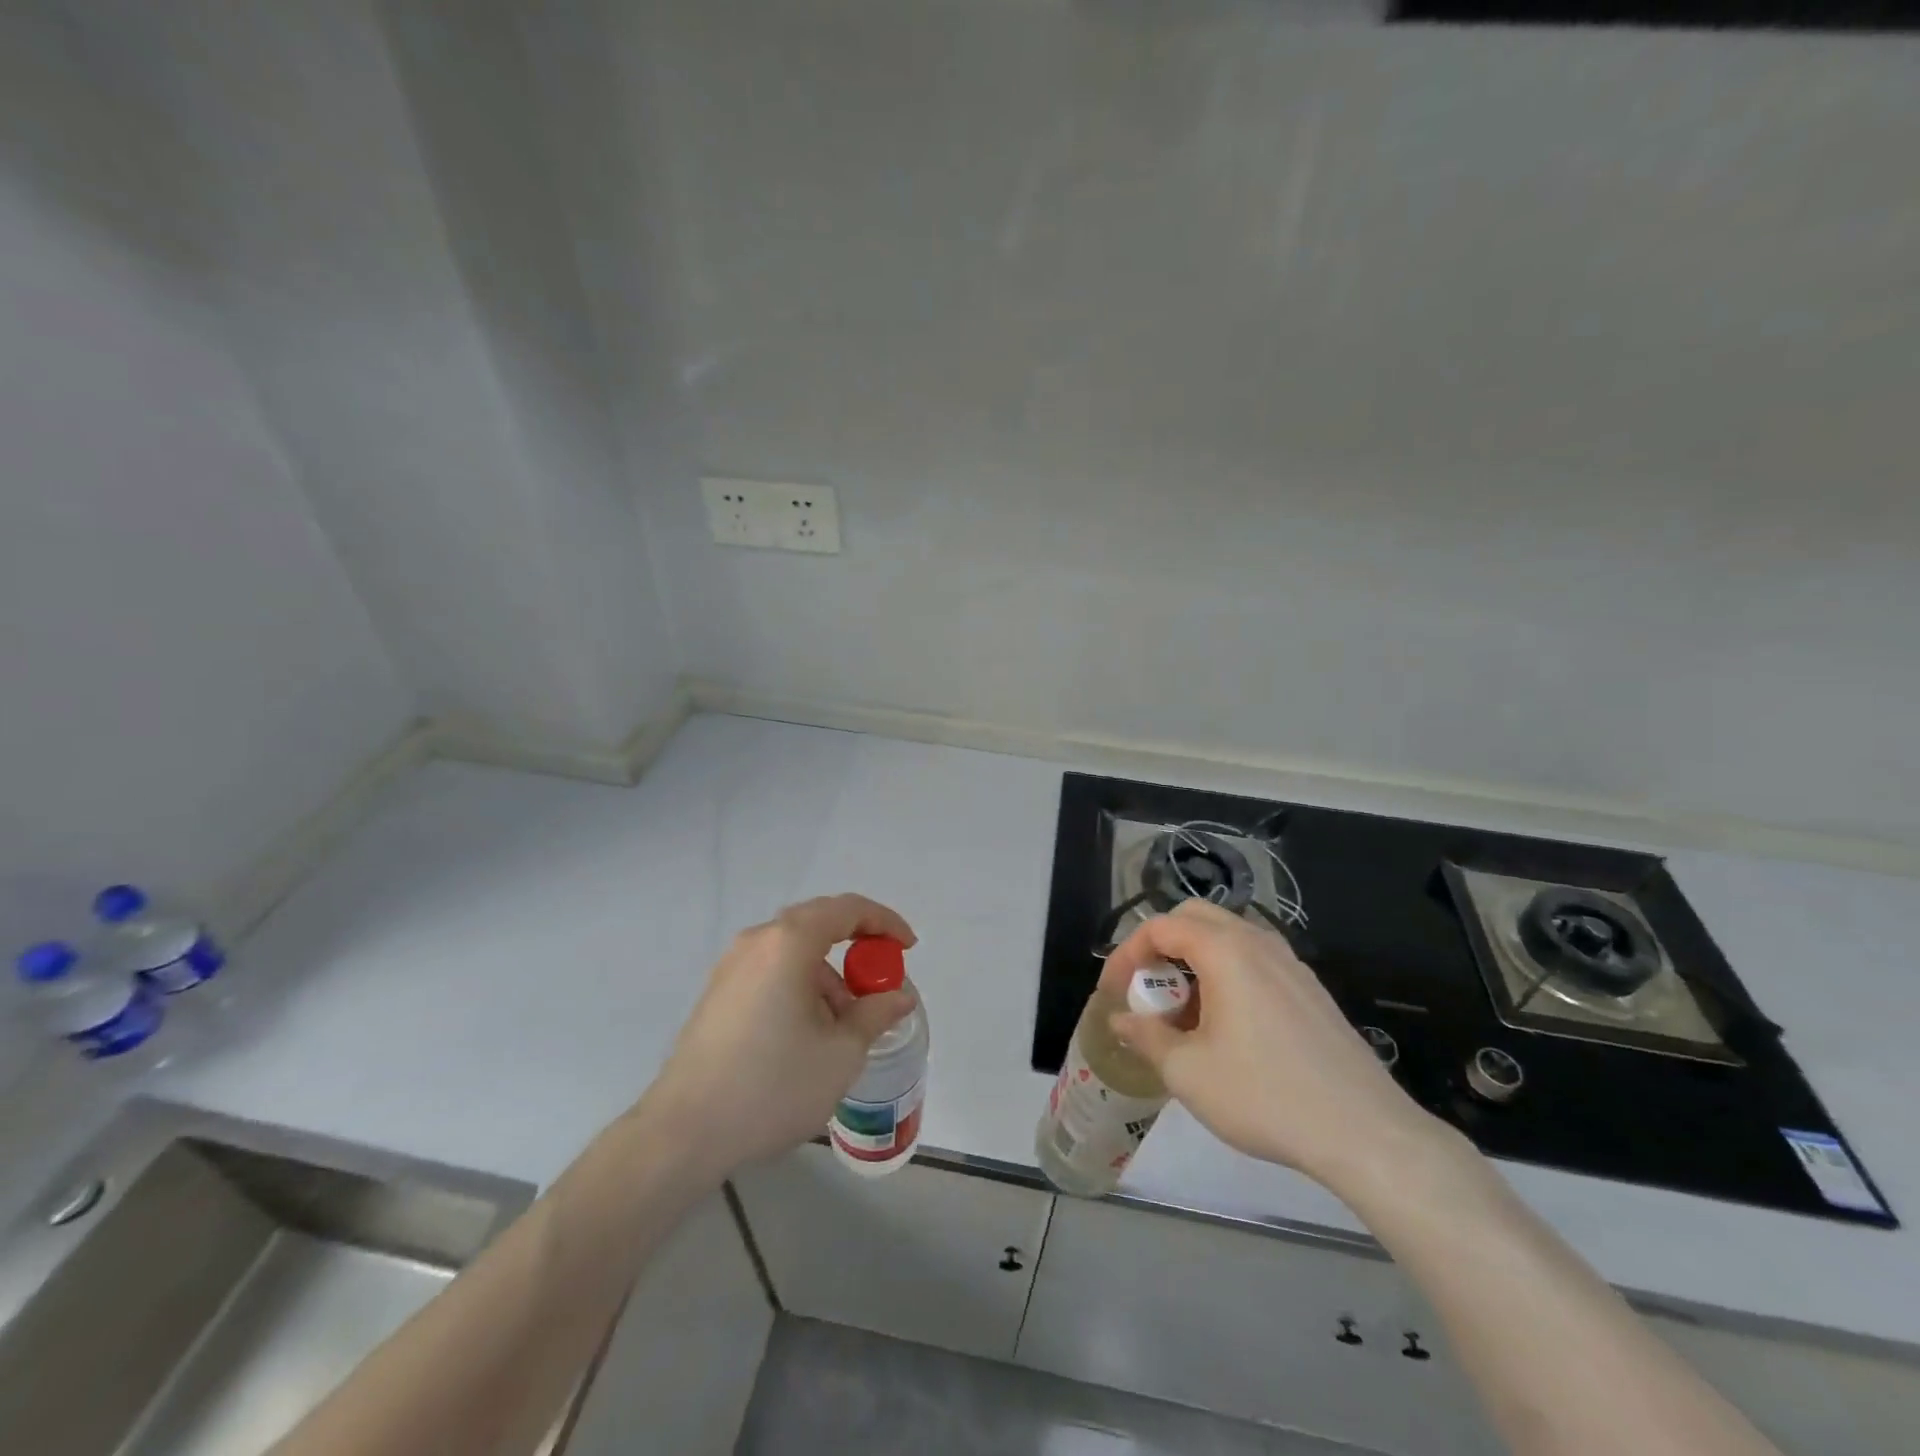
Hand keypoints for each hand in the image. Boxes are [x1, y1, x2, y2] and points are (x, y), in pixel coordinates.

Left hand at [640, 894, 918, 1180]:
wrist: (684, 1133)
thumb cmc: (772, 1086)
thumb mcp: (841, 1053)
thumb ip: (875, 1014)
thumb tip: (898, 996)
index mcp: (789, 943)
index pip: (847, 909)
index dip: (884, 922)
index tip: (908, 948)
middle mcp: (757, 941)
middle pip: (818, 924)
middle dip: (856, 947)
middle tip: (880, 981)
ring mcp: (731, 966)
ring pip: (794, 952)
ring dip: (827, 974)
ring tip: (844, 1026)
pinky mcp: (718, 993)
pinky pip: (771, 971)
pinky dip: (800, 986)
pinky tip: (807, 1034)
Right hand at [1105, 900, 1454, 1200]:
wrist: (1366, 1133)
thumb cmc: (1265, 1095)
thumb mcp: (1188, 1072)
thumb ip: (1146, 1036)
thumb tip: (1120, 1020)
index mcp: (1225, 950)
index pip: (1160, 927)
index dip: (1127, 954)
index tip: (1113, 992)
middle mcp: (1258, 943)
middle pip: (1194, 918)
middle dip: (1160, 946)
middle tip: (1146, 989)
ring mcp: (1290, 964)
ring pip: (1228, 938)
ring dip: (1194, 961)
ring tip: (1183, 1013)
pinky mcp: (1311, 990)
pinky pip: (1255, 962)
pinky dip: (1226, 975)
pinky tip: (1227, 1027)